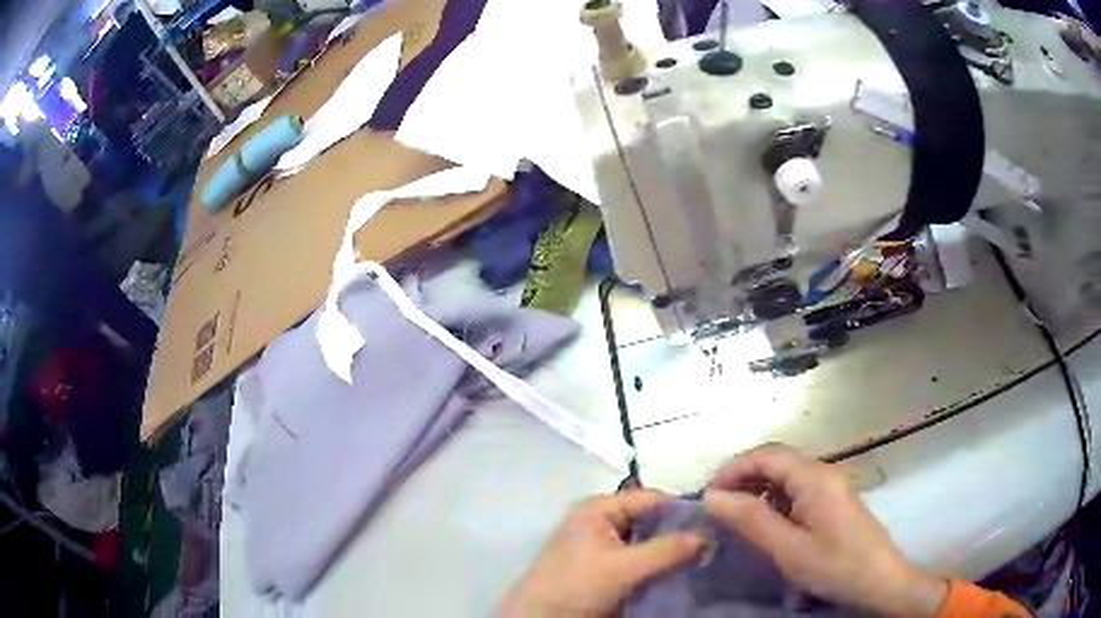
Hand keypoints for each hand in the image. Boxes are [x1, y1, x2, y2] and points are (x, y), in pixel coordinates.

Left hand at [501, 490, 702, 616]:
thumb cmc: (576, 585)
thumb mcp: (623, 568)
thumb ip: (666, 550)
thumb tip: (708, 536)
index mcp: (600, 508)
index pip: (652, 498)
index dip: (684, 509)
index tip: (717, 523)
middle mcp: (602, 521)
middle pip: (651, 520)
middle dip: (679, 532)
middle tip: (714, 543)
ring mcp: (603, 546)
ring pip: (648, 542)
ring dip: (670, 551)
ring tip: (705, 557)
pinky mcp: (606, 568)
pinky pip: (640, 560)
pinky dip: (658, 565)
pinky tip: (681, 572)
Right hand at [704, 444, 947, 616]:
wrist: (880, 581)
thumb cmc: (835, 566)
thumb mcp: (788, 548)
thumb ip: (751, 520)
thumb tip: (711, 497)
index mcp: (814, 477)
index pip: (765, 455)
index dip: (732, 469)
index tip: (706, 497)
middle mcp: (823, 472)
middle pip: (776, 461)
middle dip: (742, 478)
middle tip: (716, 508)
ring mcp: (830, 487)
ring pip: (786, 476)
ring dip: (757, 490)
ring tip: (735, 518)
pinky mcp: (833, 502)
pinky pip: (797, 491)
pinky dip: (774, 501)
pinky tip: (766, 524)